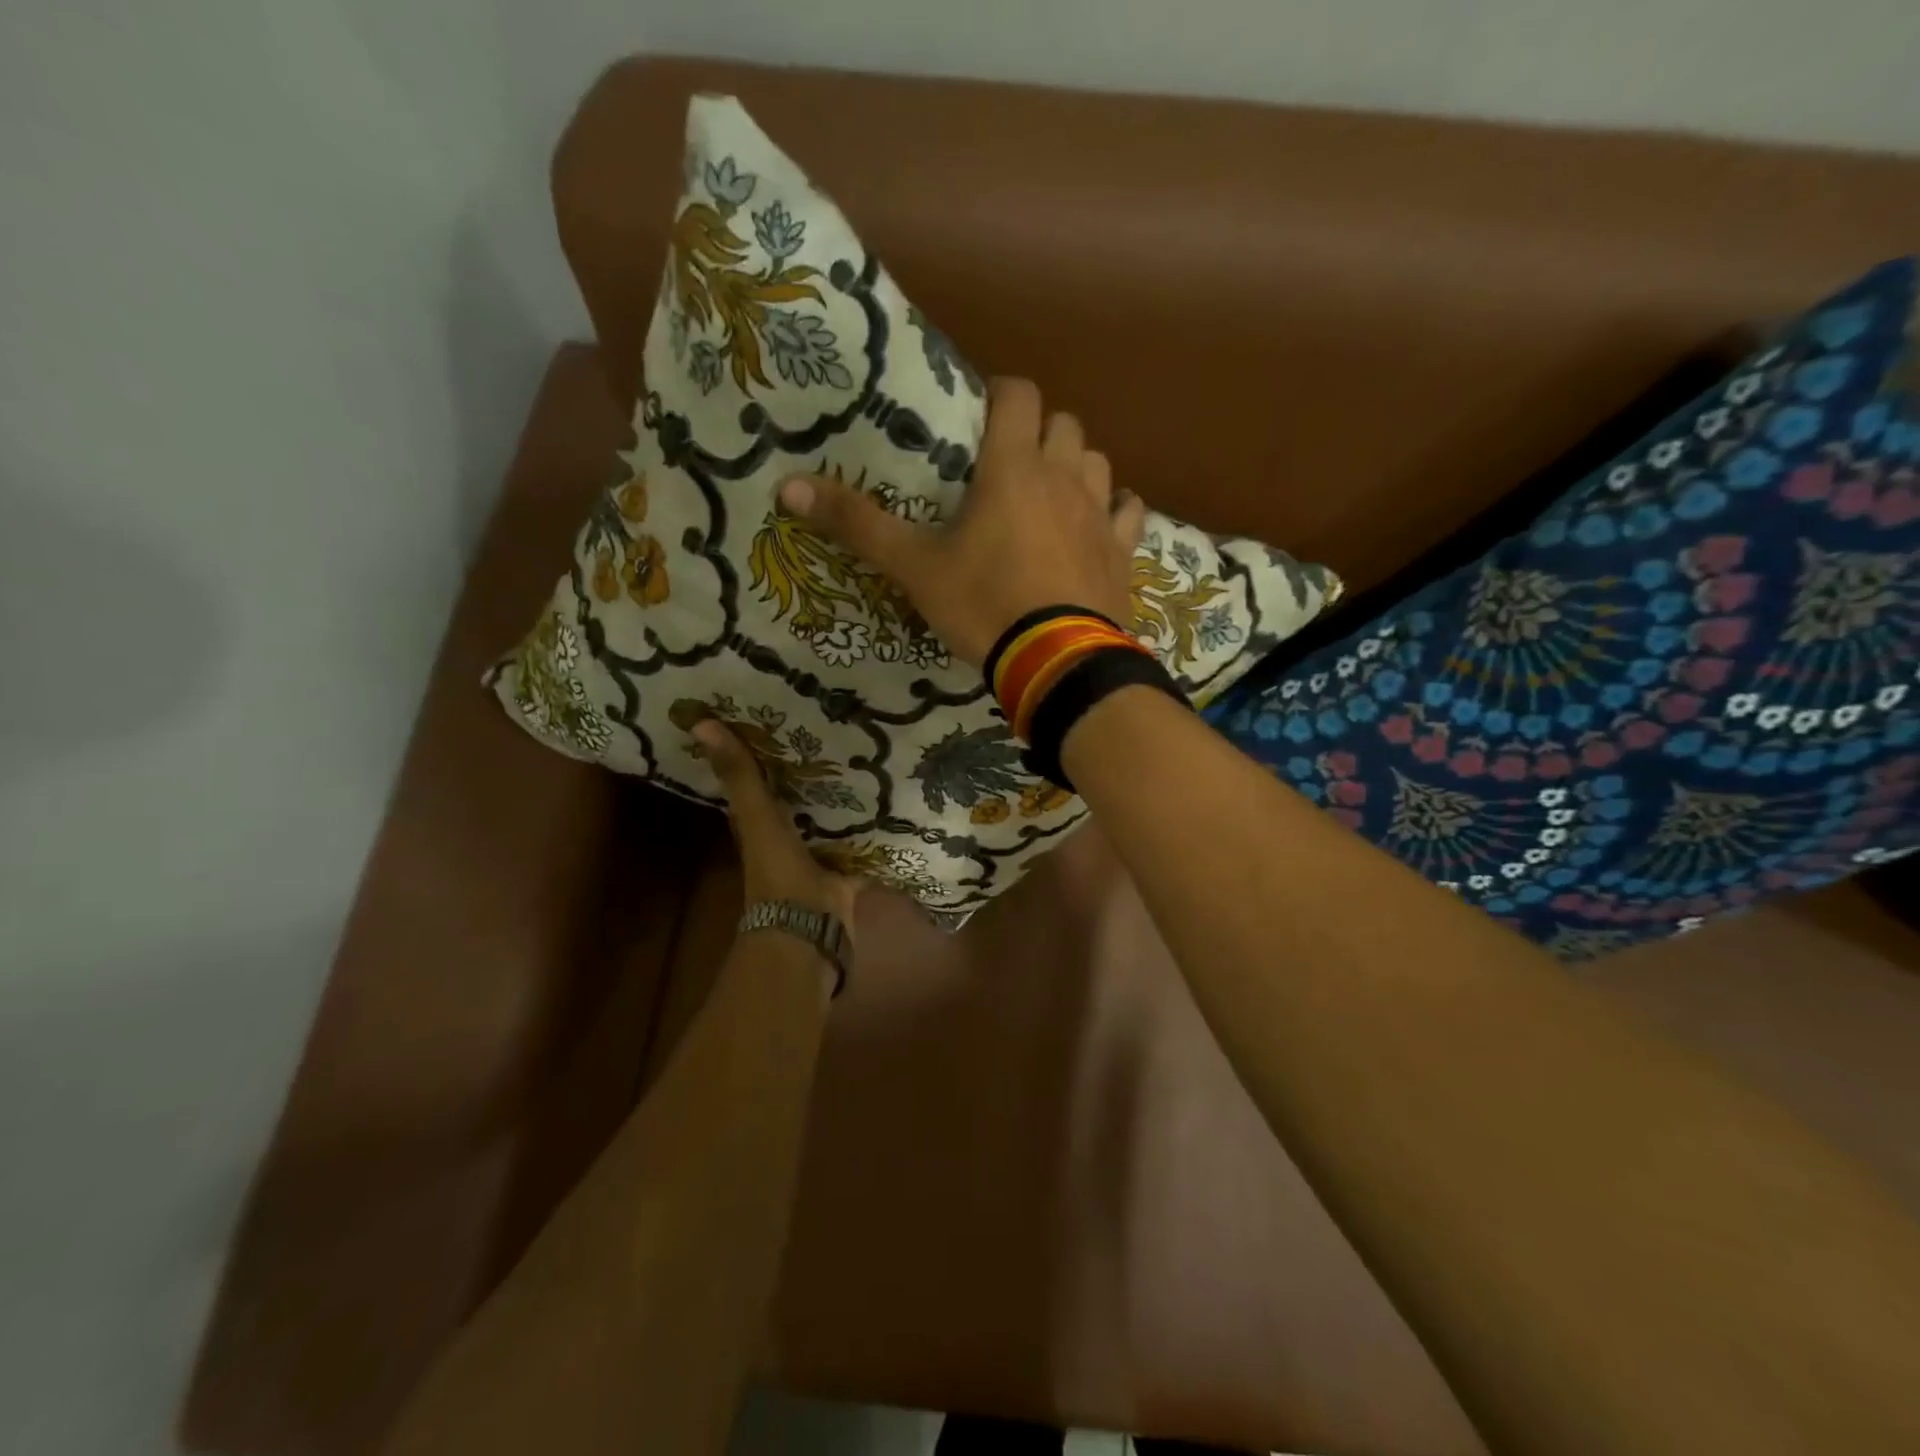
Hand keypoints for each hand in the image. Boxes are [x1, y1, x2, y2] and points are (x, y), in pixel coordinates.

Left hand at [692, 718, 862, 935]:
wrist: (809, 933)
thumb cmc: (779, 874)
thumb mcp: (759, 819)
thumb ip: (740, 777)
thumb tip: (699, 723)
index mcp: (762, 824)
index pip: (762, 781)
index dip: (767, 752)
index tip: (786, 717)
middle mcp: (789, 837)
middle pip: (802, 799)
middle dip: (818, 772)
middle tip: (842, 731)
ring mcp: (820, 857)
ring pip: (833, 820)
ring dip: (847, 798)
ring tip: (874, 758)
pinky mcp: (848, 872)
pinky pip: (863, 844)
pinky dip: (874, 829)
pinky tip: (896, 804)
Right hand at [777, 377, 1147, 668]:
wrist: (1056, 663)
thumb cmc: (983, 606)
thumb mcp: (914, 568)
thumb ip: (857, 524)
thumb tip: (786, 485)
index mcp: (1012, 467)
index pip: (1018, 394)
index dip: (1000, 394)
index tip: (980, 416)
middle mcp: (1064, 476)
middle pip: (1063, 423)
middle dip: (1039, 431)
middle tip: (1010, 463)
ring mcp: (1100, 512)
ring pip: (1097, 461)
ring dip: (1076, 465)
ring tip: (1051, 493)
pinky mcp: (1122, 550)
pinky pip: (1129, 510)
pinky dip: (1115, 508)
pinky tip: (1099, 524)